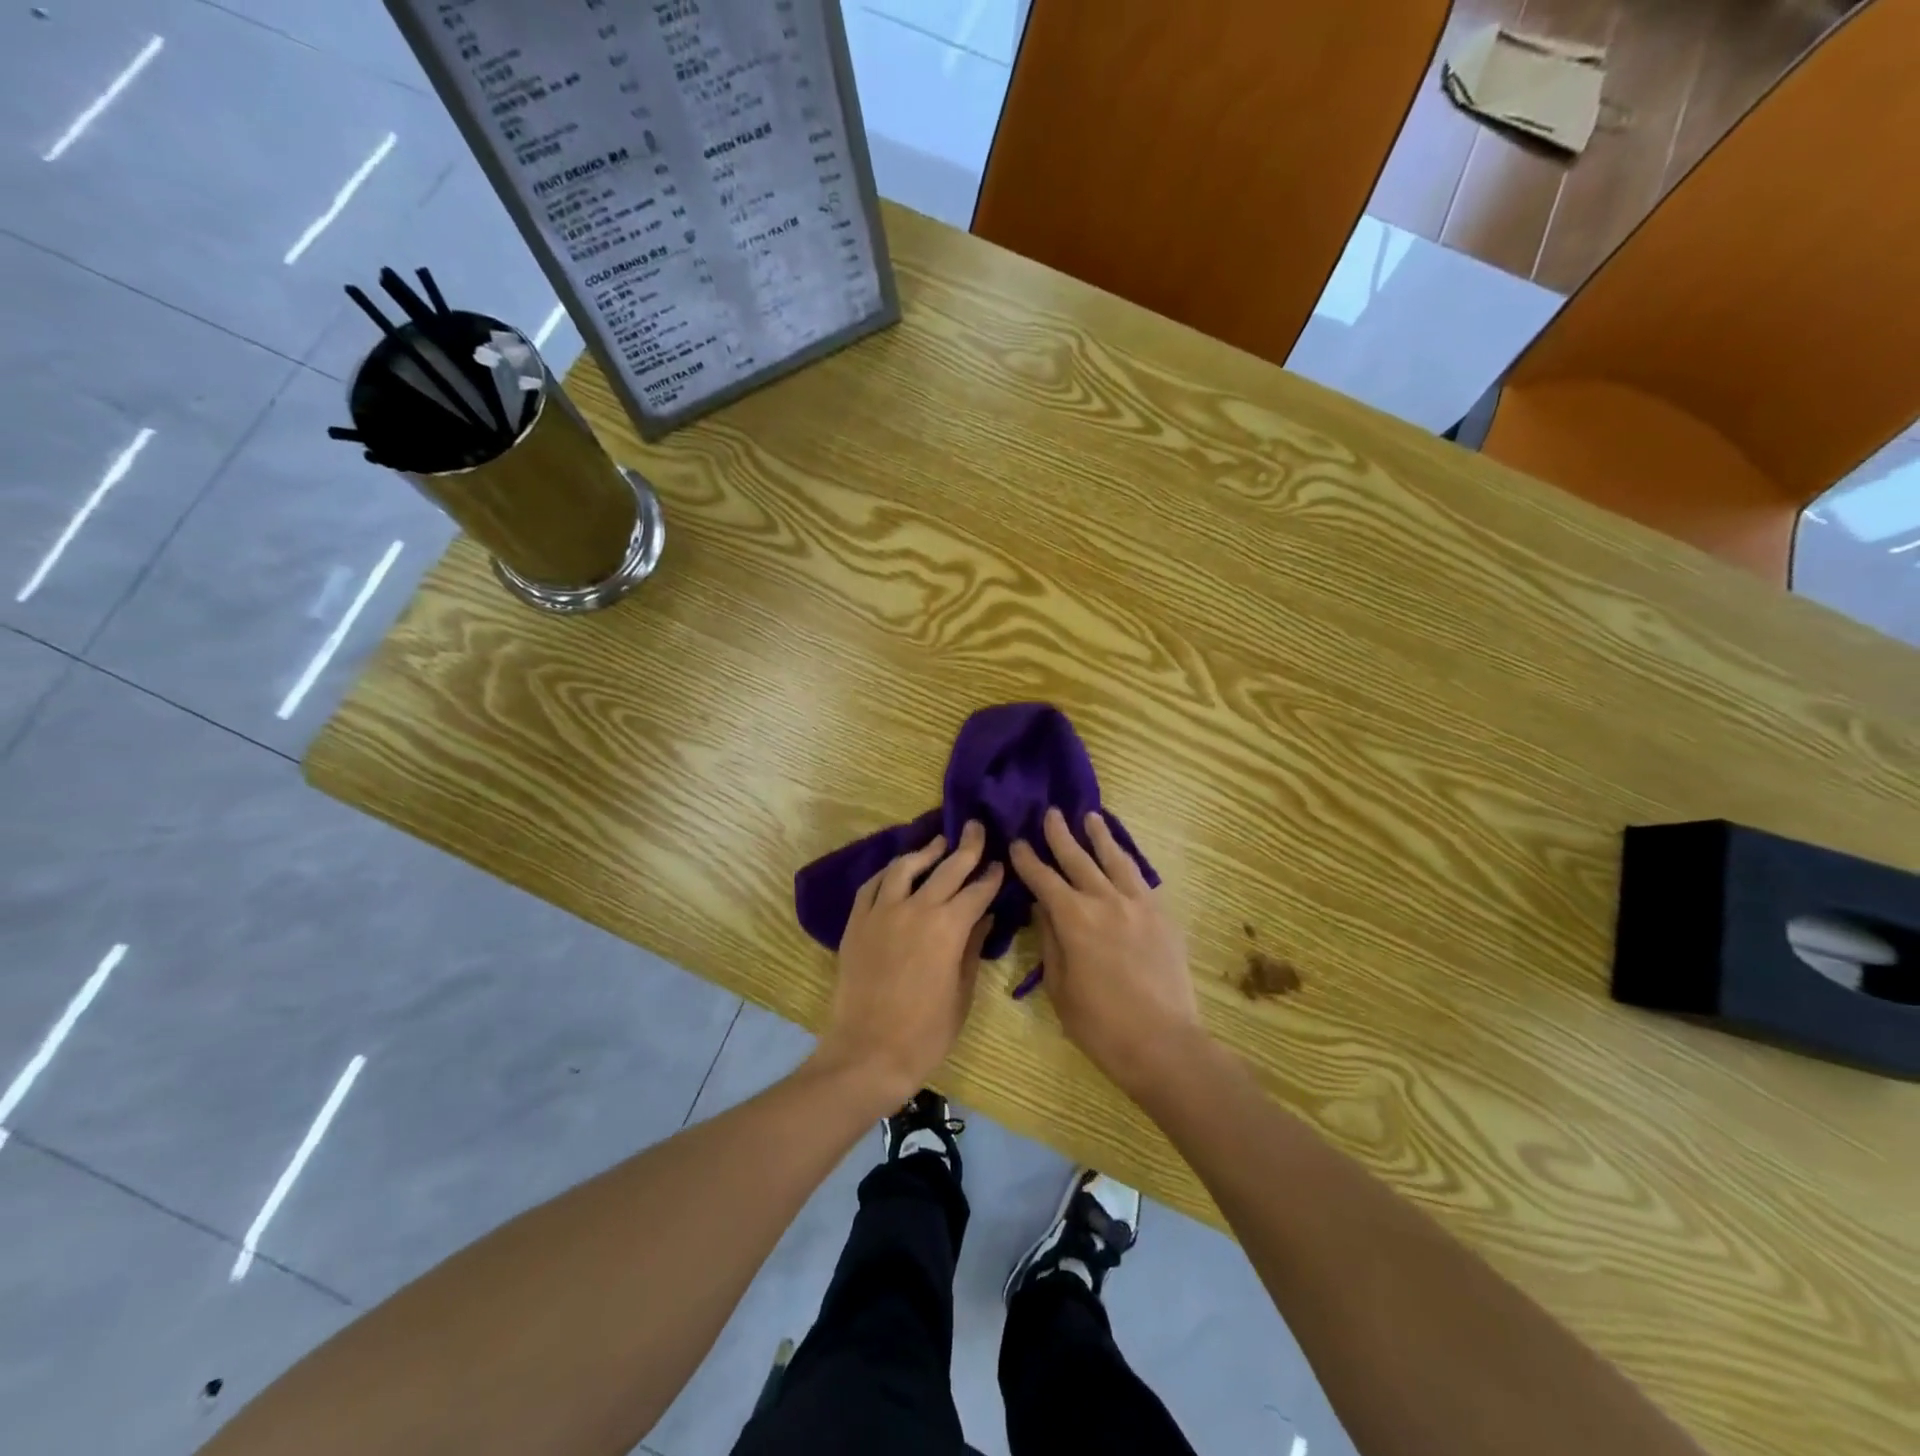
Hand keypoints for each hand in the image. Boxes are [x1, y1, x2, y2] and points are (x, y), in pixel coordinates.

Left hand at [815, 821, 1004, 1105]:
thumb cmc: (926, 1032)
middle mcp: (916, 908)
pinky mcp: (857, 922)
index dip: (991, 876)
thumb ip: (973, 948)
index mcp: (948, 927)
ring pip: (905, 868)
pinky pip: (873, 885)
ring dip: (925, 852)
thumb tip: (983, 918)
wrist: (868, 1052)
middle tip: (977, 828)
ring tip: (938, 843)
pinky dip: (888, 872)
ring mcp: (881, 912)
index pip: (977, 891)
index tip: (1000, 864)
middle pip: (947, 868)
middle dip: (967, 847)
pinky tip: (898, 869)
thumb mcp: (961, 993)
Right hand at [1010, 808, 1200, 1097]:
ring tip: (1091, 817)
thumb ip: (1050, 941)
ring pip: (1115, 859)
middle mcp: (1105, 900)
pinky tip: (1122, 854)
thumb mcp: (1059, 987)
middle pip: (1078, 858)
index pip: (1043, 879)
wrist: (1163, 1043)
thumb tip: (1042, 908)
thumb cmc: (1100, 1024)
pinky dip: (1127, 859)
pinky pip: (1141, 876)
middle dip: (1060, 835)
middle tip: (1050, 813)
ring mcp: (1138, 904)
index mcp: (1074, 919)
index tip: (1017, 842)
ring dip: (1100, 836)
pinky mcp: (1162, 914)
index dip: (1027, 860)